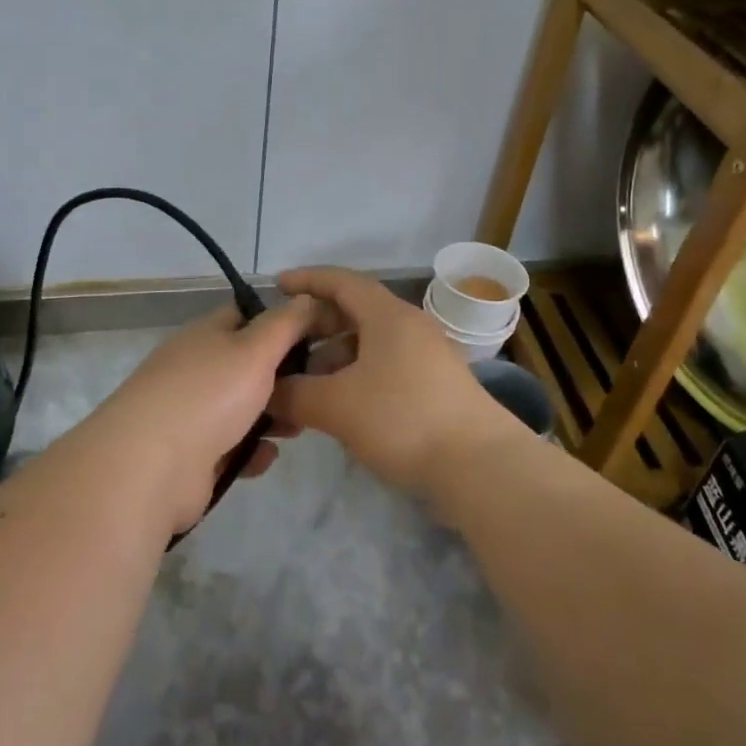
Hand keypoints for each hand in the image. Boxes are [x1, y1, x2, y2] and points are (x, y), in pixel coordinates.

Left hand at [83, 295, 313, 533]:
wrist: (151, 467)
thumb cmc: (208, 395)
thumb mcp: (255, 349)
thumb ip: (286, 324)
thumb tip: (308, 298)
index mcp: (205, 335)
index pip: (246, 315)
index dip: (281, 321)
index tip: (319, 335)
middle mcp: (196, 369)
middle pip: (247, 365)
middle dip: (284, 377)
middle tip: (317, 387)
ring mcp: (191, 413)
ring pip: (242, 409)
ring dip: (272, 417)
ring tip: (299, 426)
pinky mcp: (192, 456)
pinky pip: (231, 448)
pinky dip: (251, 452)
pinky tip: (267, 457)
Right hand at [268, 267, 515, 496]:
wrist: (479, 465)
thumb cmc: (403, 420)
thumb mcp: (337, 406)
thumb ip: (294, 395)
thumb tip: (266, 393)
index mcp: (388, 315)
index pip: (341, 281)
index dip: (306, 280)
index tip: (275, 286)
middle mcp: (409, 326)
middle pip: (354, 312)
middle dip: (316, 327)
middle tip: (284, 346)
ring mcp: (426, 356)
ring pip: (369, 343)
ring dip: (334, 357)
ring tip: (305, 386)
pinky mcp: (434, 385)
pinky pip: (384, 366)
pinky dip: (356, 376)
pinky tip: (339, 406)